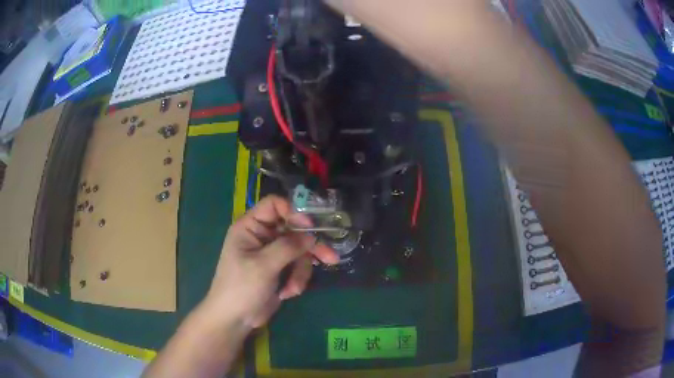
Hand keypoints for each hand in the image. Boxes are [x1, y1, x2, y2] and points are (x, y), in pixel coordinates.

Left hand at [201, 195, 338, 329]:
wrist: (235, 318)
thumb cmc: (241, 288)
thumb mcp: (263, 266)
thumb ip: (288, 247)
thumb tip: (311, 236)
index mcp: (250, 227)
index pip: (274, 205)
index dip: (293, 212)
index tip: (310, 227)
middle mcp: (262, 236)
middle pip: (293, 229)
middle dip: (309, 247)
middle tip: (331, 257)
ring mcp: (272, 253)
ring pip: (299, 250)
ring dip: (301, 270)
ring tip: (294, 289)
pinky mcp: (279, 269)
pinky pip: (298, 266)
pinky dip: (297, 279)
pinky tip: (287, 293)